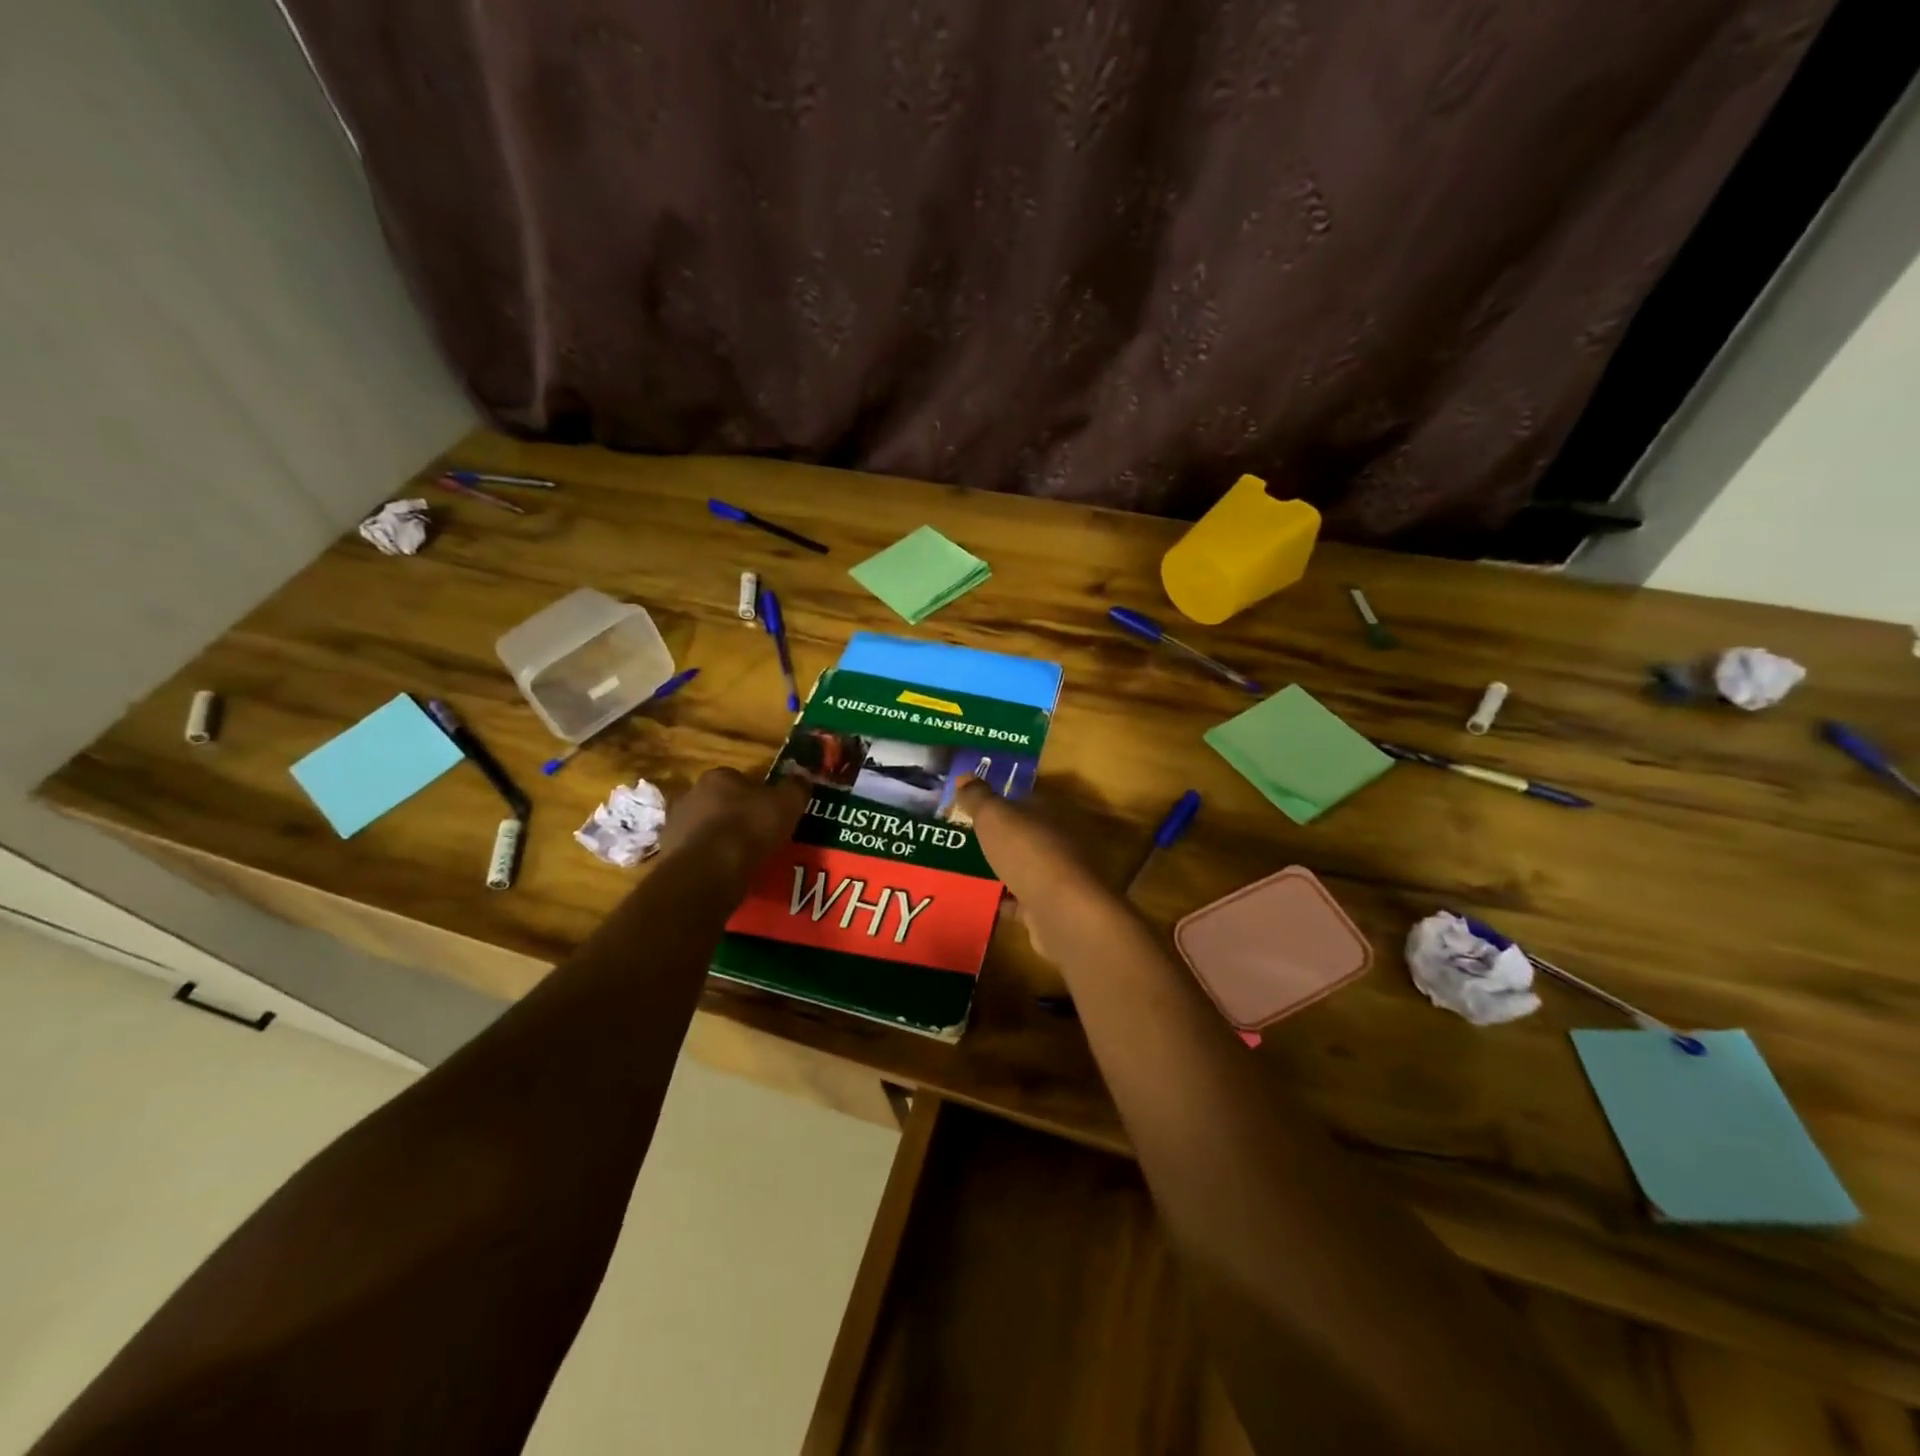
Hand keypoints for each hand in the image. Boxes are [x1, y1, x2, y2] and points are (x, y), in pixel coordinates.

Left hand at [657, 768, 807, 877]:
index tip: (771, 813)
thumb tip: (802, 776)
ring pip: (706, 829)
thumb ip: (796, 787)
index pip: (740, 779)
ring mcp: (675, 824)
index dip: (758, 795)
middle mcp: (691, 794)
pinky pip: (697, 854)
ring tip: (744, 860)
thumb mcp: (787, 803)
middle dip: (736, 816)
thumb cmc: (750, 828)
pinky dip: (710, 862)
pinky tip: (726, 874)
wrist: (708, 870)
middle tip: (759, 836)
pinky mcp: (668, 854)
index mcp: (719, 776)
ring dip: (721, 840)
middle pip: (720, 802)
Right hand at [955, 777, 1124, 953]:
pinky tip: (988, 902)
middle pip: (1030, 833)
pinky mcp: (1058, 906)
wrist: (1063, 910)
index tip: (977, 810)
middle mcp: (1064, 838)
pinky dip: (1011, 901)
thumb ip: (978, 797)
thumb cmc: (1028, 851)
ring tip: (974, 871)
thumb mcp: (994, 816)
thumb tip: (964, 775)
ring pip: (1030, 866)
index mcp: (1053, 810)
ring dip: (1009, 869)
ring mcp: (1063, 874)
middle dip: (1005, 838)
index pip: (1027, 799)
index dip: (1002, 802)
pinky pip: (1028, 899)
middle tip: (972, 841)